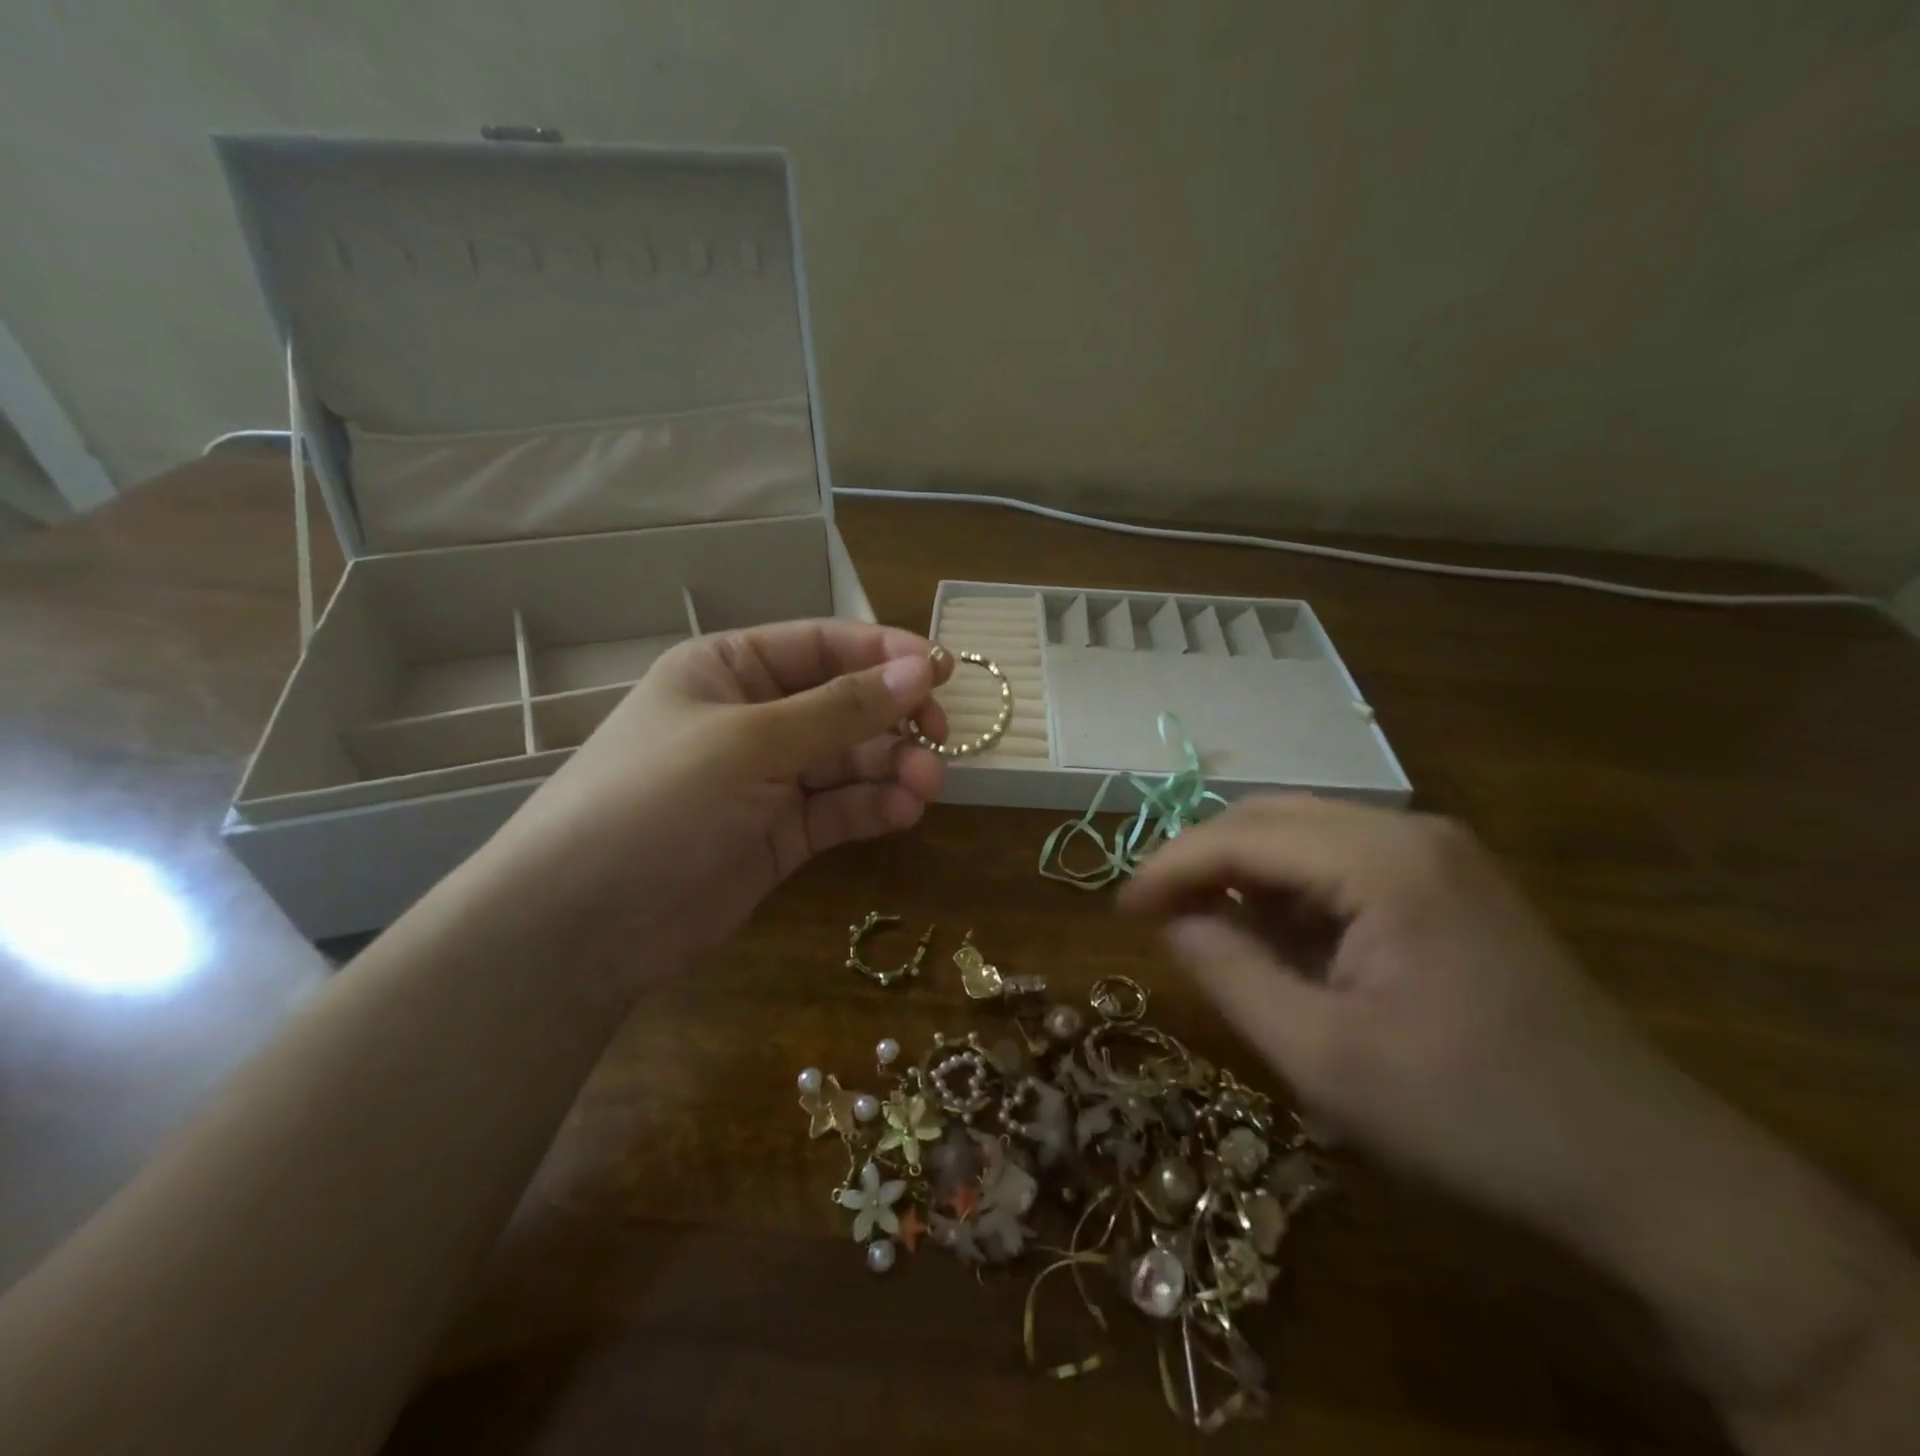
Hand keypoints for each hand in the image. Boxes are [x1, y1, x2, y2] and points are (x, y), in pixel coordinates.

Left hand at [475, 620, 953, 980]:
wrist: (585, 923)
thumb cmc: (656, 800)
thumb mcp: (751, 742)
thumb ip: (841, 709)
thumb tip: (922, 671)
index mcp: (730, 669)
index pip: (822, 645)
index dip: (885, 654)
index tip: (943, 671)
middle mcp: (753, 717)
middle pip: (844, 704)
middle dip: (894, 720)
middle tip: (940, 738)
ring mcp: (768, 779)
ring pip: (849, 761)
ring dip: (892, 768)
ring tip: (927, 785)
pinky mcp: (780, 834)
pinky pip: (839, 809)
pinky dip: (873, 808)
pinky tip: (902, 813)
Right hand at [1120, 795, 1689, 1237]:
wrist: (1646, 1171)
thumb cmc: (1469, 1116)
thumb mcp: (1321, 1055)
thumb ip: (1228, 972)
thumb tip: (1171, 919)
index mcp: (1383, 862)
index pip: (1241, 836)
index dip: (1169, 867)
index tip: (1120, 910)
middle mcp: (1411, 832)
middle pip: (1271, 818)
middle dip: (1203, 861)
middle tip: (1157, 917)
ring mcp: (1439, 852)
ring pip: (1305, 834)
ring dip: (1246, 874)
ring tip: (1210, 930)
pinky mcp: (1452, 882)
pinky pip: (1344, 862)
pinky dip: (1293, 891)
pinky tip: (1281, 937)